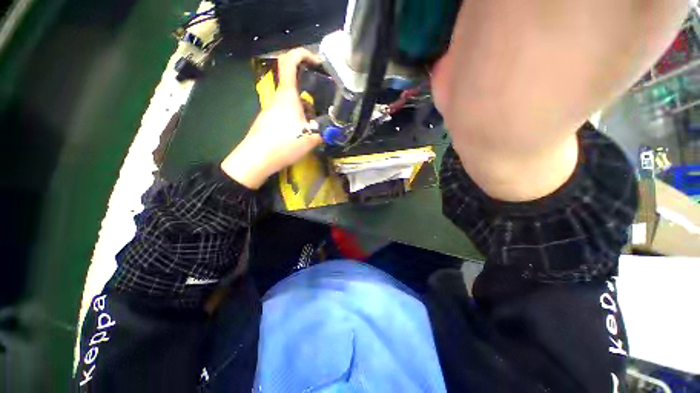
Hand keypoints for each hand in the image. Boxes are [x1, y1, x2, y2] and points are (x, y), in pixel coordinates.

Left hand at [221, 48, 322, 188]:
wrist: (256, 159)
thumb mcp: (310, 138)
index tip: (317, 62)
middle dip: (311, 93)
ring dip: (306, 109)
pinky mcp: (269, 121)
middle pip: (295, 85)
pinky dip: (297, 118)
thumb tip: (333, 127)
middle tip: (324, 104)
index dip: (303, 54)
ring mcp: (271, 109)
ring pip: (292, 102)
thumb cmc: (283, 144)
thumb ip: (324, 130)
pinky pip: (286, 113)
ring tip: (315, 125)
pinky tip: (301, 133)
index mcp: (288, 95)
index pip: (290, 61)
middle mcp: (278, 98)